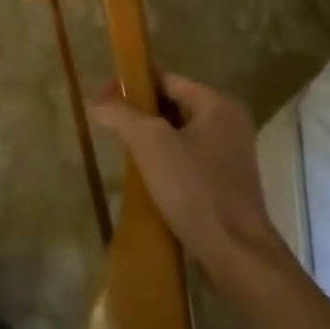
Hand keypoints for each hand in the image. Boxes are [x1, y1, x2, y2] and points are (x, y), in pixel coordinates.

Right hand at [90, 73, 276, 269]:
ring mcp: (230, 152)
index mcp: (216, 104)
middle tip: (107, 123)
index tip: (103, 96)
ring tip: (121, 147)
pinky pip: (188, 155)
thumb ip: (121, 114)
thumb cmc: (193, 188)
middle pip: (173, 104)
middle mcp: (228, 121)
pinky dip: (165, 157)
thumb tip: (95, 100)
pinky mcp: (225, 180)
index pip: (166, 78)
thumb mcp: (150, 143)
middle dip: (139, 111)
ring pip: (179, 132)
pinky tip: (145, 172)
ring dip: (150, 136)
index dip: (132, 84)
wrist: (234, 250)